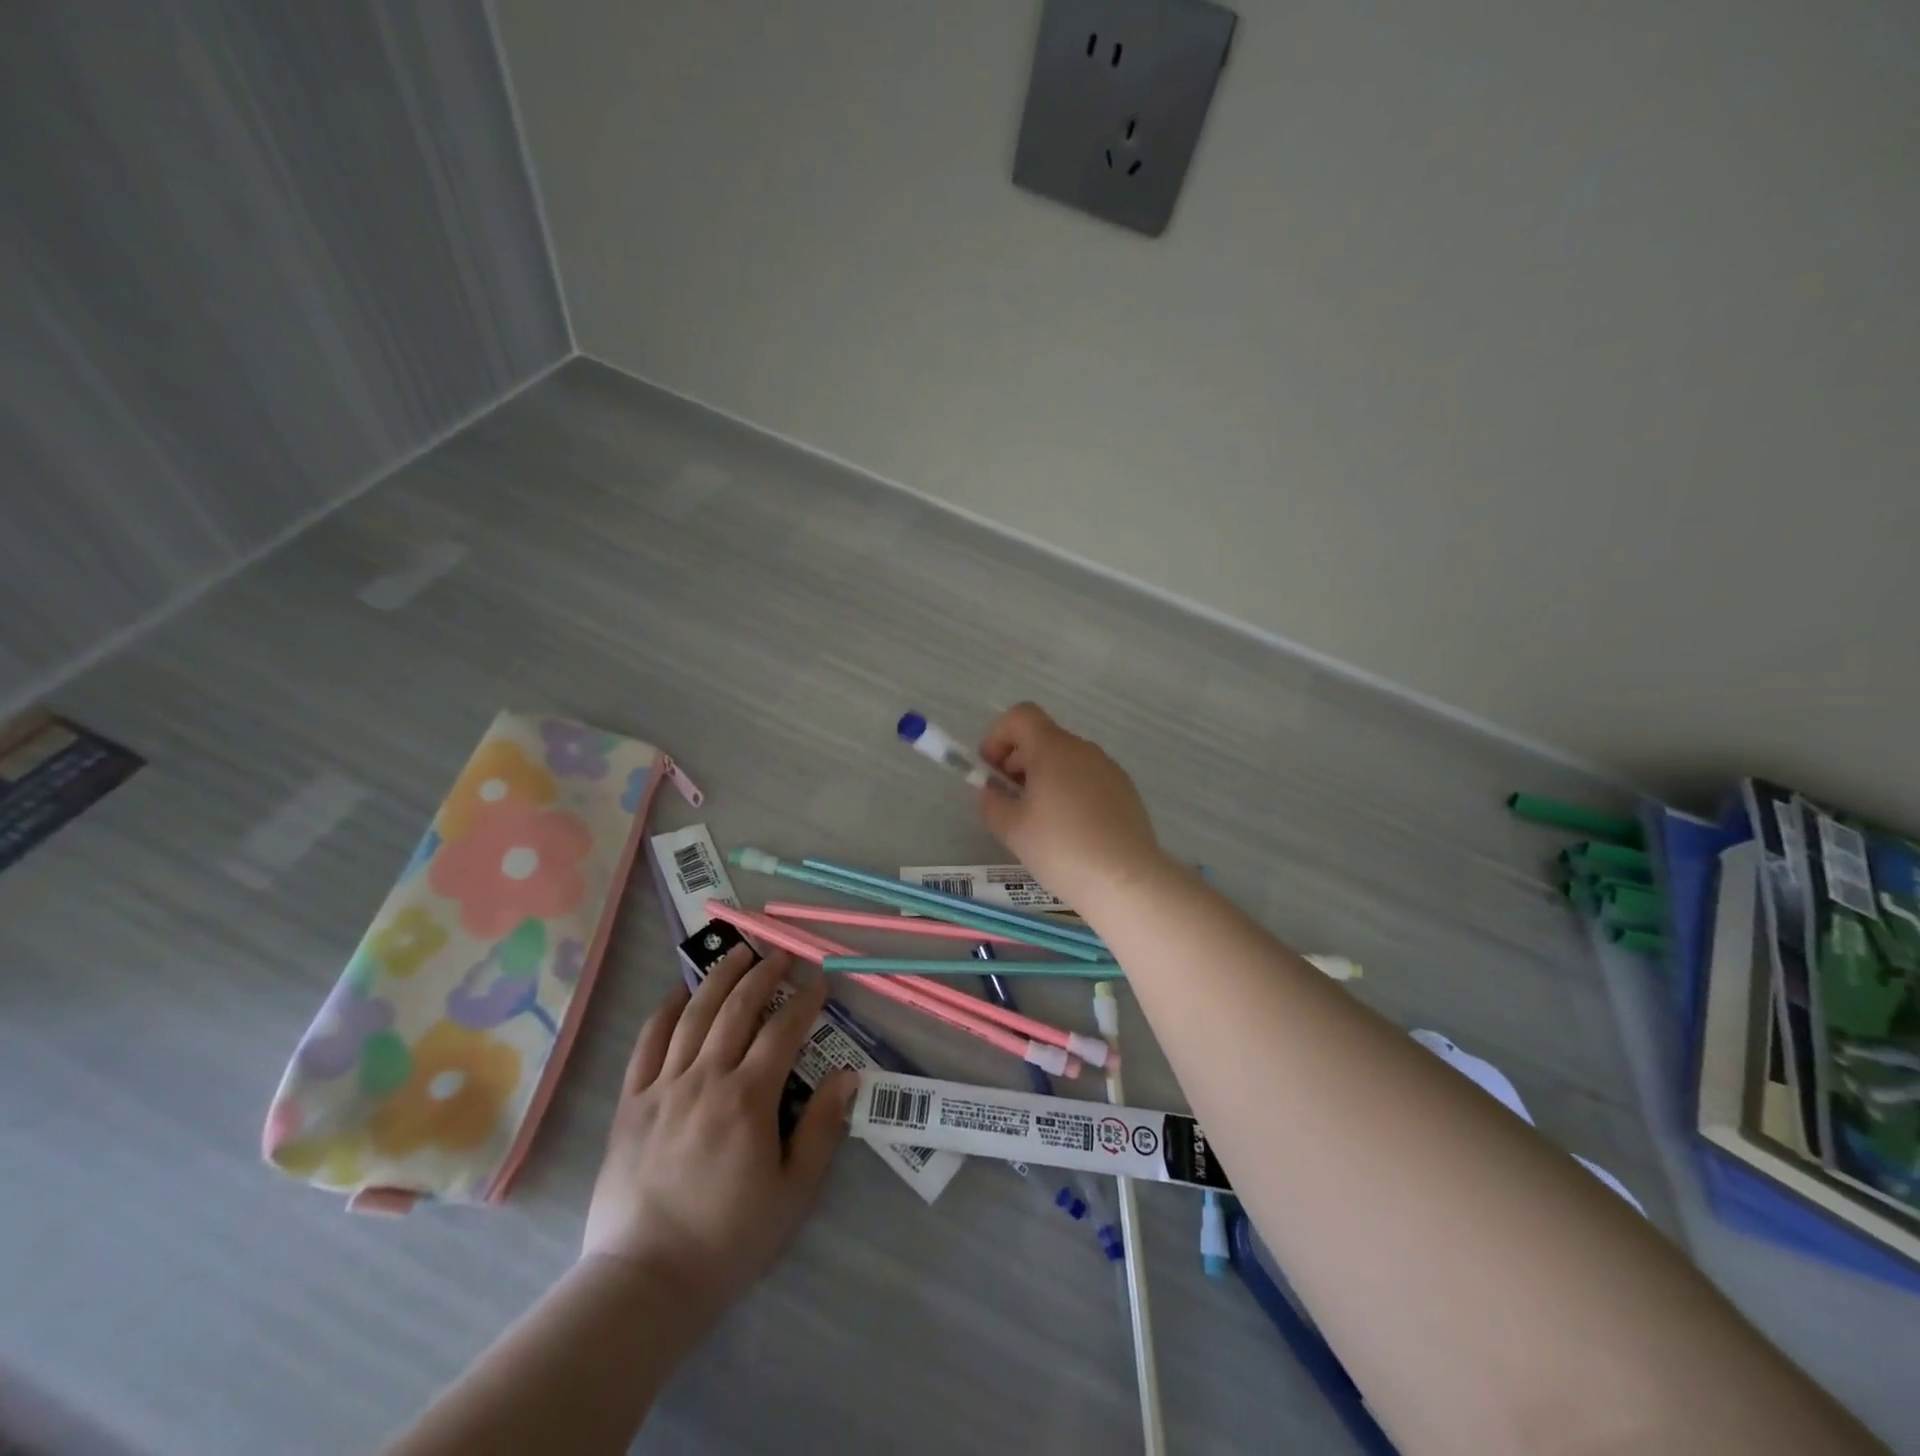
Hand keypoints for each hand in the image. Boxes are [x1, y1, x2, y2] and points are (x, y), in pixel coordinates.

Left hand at [580, 947, 855, 1318]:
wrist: (645, 1281)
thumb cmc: (728, 1239)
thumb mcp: (792, 1192)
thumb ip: (821, 1129)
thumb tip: (847, 1077)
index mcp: (748, 1099)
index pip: (783, 1031)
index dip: (804, 1001)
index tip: (820, 982)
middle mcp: (706, 1078)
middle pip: (737, 1009)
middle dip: (763, 975)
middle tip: (780, 955)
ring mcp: (663, 1087)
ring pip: (694, 1015)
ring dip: (719, 978)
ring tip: (737, 954)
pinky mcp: (631, 1102)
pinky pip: (647, 1043)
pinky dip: (666, 1011)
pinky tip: (680, 993)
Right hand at [976, 703, 1168, 907]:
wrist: (1125, 880)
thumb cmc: (1061, 848)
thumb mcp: (1012, 829)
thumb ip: (991, 804)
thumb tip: (990, 792)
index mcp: (1053, 749)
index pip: (1021, 716)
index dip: (997, 736)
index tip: (990, 771)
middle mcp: (1084, 749)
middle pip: (1043, 739)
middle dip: (1017, 762)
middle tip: (1008, 802)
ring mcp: (1109, 770)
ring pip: (1066, 761)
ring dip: (1044, 779)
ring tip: (1038, 822)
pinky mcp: (1126, 792)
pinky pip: (1088, 780)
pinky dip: (1069, 792)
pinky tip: (1069, 832)